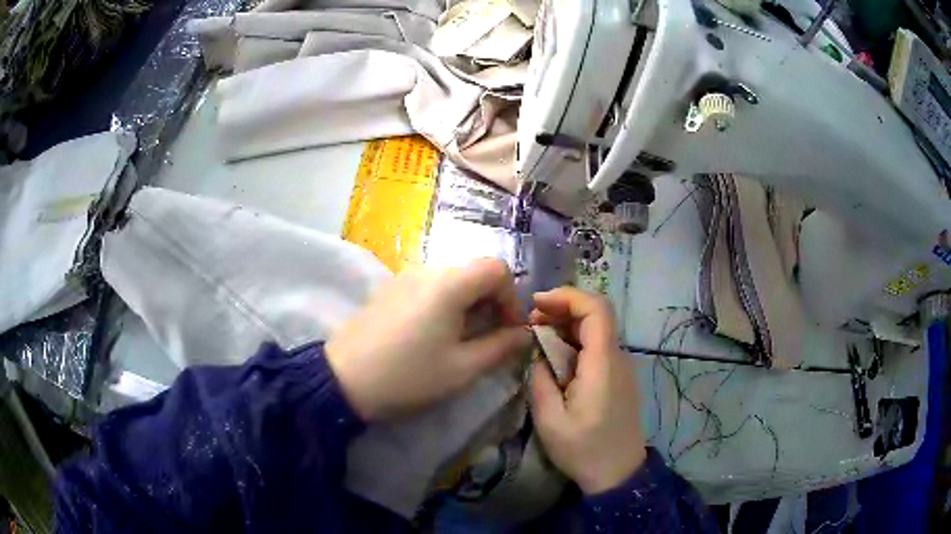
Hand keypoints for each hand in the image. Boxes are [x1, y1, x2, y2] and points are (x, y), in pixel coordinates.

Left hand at [326, 258, 531, 420]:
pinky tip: (432, 336)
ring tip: (460, 341)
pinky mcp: (389, 289)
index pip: (497, 268)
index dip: (511, 298)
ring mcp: (404, 277)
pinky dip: (444, 305)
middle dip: (491, 303)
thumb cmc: (408, 377)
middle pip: (474, 272)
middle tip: (488, 340)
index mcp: (449, 284)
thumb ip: (501, 347)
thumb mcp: (462, 369)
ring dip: (468, 305)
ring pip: (452, 280)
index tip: (508, 331)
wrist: (342, 380)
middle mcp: (427, 270)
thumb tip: (524, 335)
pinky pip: (429, 287)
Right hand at [529, 287, 646, 494]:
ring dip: (566, 325)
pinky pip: (597, 347)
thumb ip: (540, 380)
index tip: (536, 303)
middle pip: (596, 315)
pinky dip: (574, 341)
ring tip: (537, 336)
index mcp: (603, 364)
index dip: (567, 297)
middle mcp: (618, 358)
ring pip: (596, 330)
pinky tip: (555, 356)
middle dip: (561, 309)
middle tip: (530, 321)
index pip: (596, 309)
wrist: (618, 473)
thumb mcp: (550, 420)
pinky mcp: (618, 377)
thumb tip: (537, 353)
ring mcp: (621, 367)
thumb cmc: (584, 450)